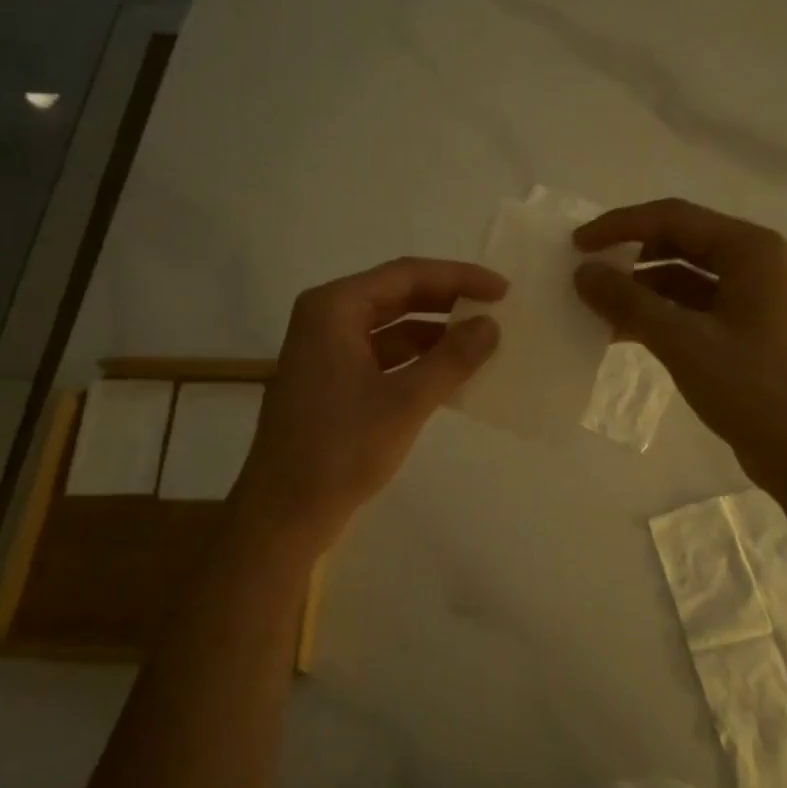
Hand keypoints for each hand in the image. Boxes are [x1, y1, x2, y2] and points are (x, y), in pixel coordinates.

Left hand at [233, 258, 504, 547]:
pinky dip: (416, 360)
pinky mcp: (331, 382)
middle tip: (496, 310)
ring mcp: (325, 352)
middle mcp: (326, 319)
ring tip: (481, 342)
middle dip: (447, 302)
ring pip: (390, 327)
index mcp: (334, 308)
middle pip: (397, 295)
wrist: (284, 513)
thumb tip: (491, 325)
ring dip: (434, 333)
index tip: (502, 290)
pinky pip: (382, 356)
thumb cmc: (340, 450)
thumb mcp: (405, 401)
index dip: (458, 277)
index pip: (406, 274)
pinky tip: (449, 374)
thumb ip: (452, 359)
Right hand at [574, 199, 786, 498]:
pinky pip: (688, 307)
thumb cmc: (753, 389)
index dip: (620, 226)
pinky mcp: (740, 330)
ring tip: (593, 305)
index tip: (576, 244)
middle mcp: (752, 263)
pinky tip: (619, 332)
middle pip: (678, 242)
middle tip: (582, 271)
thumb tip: (582, 272)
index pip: (673, 217)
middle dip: (629, 255)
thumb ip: (629, 302)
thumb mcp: (684, 342)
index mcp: (750, 250)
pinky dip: (655, 314)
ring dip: (638, 288)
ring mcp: (748, 298)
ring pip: (681, 277)